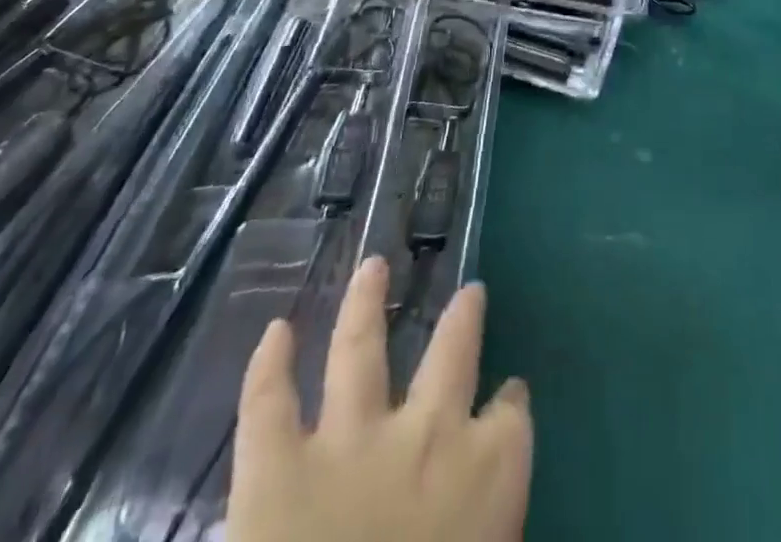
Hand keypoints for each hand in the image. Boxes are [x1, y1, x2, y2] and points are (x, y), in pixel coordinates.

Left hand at [228, 256, 531, 541]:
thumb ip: (491, 521)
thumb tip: (481, 511)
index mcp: (486, 470)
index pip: (511, 414)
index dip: (509, 404)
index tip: (508, 396)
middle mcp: (428, 431)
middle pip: (454, 351)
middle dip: (463, 318)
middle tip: (469, 292)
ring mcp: (351, 441)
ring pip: (360, 347)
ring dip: (366, 302)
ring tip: (372, 265)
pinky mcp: (277, 470)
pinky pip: (269, 406)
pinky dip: (269, 367)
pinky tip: (276, 330)